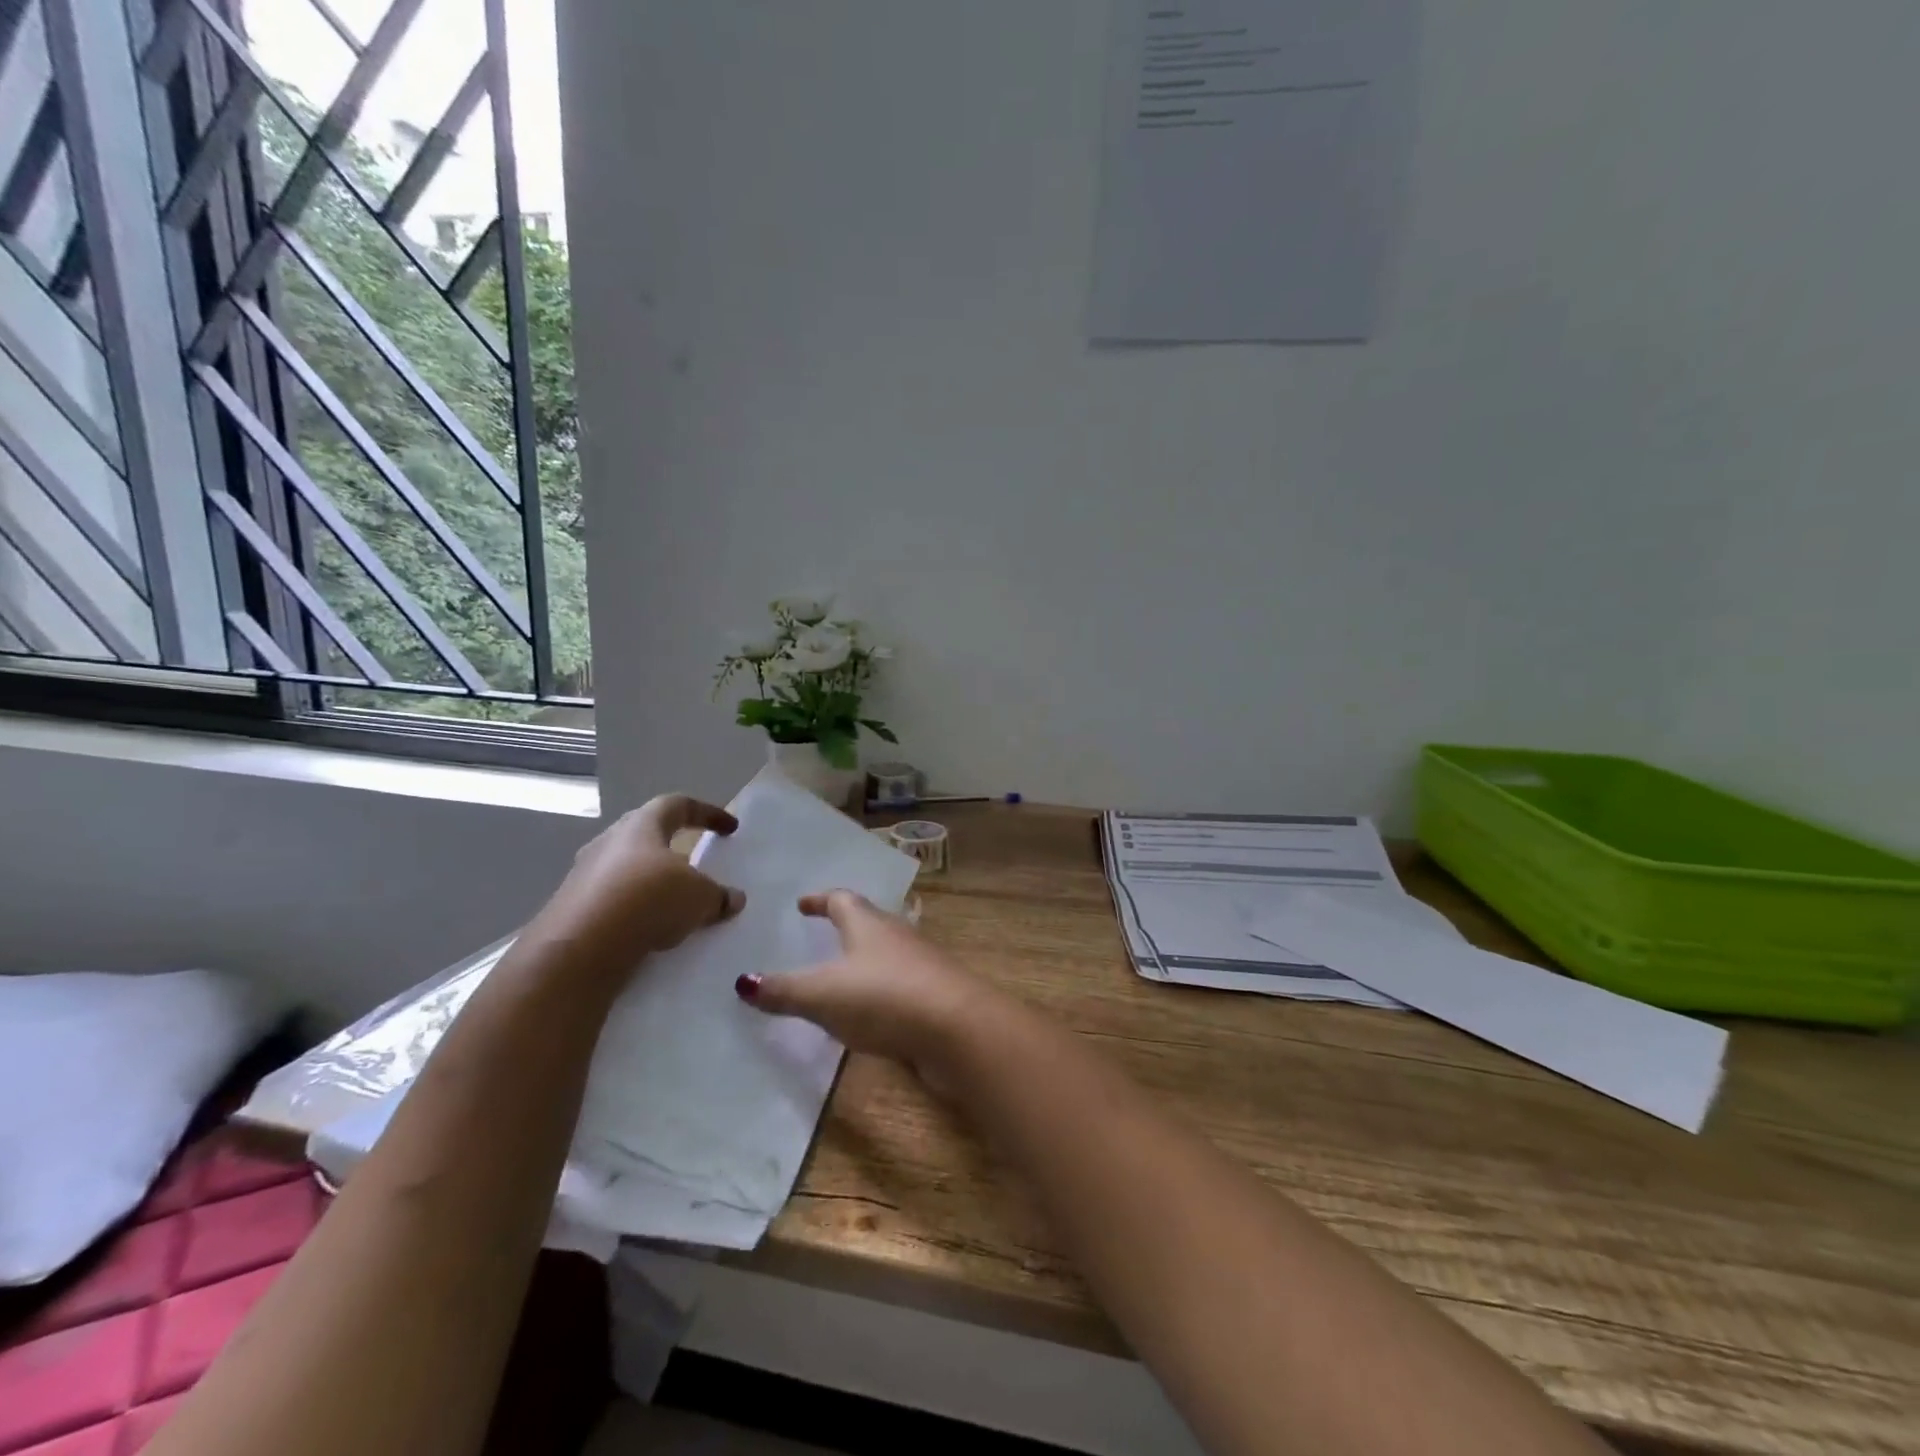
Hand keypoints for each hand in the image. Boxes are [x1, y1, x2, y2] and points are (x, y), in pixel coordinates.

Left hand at [531, 795, 745, 973]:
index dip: (708, 813)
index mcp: (641, 825)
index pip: (678, 805)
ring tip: (674, 904)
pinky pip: (613, 902)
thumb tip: (733, 898)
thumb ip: (718, 895)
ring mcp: (584, 875)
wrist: (579, 948)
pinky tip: (649, 931)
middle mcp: (608, 842)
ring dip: (652, 882)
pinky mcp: (571, 909)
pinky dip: (634, 911)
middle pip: (646, 835)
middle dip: (673, 846)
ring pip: (626, 870)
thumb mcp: (699, 897)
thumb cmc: (648, 900)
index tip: (730, 828)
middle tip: (694, 862)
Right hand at [736, 890, 999, 1075]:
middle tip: (821, 935)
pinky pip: (900, 986)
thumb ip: (784, 990)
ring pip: (886, 954)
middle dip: (845, 927)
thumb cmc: (883, 997)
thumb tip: (744, 981)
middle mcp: (897, 935)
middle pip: (868, 922)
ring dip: (865, 961)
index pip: (841, 900)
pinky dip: (881, 992)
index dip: (820, 900)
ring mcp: (920, 965)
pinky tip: (871, 1014)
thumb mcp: (822, 995)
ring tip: (841, 976)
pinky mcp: (935, 996)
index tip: (803, 904)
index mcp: (868, 924)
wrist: (957, 1028)